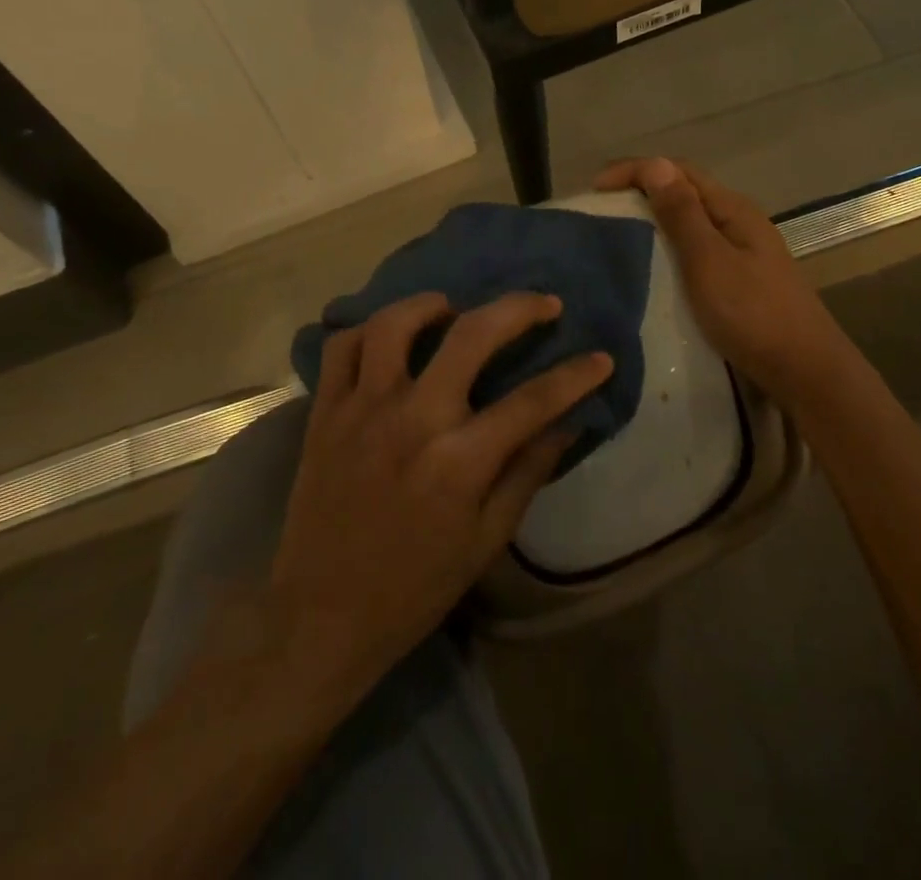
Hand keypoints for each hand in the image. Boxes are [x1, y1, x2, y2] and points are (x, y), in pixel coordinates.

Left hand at [265, 291, 612, 703]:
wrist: (320, 617)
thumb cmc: (414, 587)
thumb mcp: (486, 541)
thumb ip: (527, 473)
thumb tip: (567, 424)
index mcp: (458, 461)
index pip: (532, 402)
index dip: (575, 376)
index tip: (600, 358)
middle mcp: (411, 420)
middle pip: (470, 335)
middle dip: (517, 309)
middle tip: (542, 303)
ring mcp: (361, 410)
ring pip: (394, 324)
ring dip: (430, 305)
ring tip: (452, 310)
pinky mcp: (324, 413)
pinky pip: (340, 348)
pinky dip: (367, 331)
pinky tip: (389, 340)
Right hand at [595, 157, 863, 399]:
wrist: (806, 371)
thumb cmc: (753, 313)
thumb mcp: (709, 261)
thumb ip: (682, 214)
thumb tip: (654, 164)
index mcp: (732, 209)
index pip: (678, 171)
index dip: (635, 170)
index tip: (595, 190)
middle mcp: (738, 221)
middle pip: (685, 191)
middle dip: (642, 191)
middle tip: (601, 210)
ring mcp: (743, 251)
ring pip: (690, 221)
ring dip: (654, 219)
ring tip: (619, 235)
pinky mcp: (740, 279)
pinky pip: (696, 249)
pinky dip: (669, 247)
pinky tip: (654, 267)